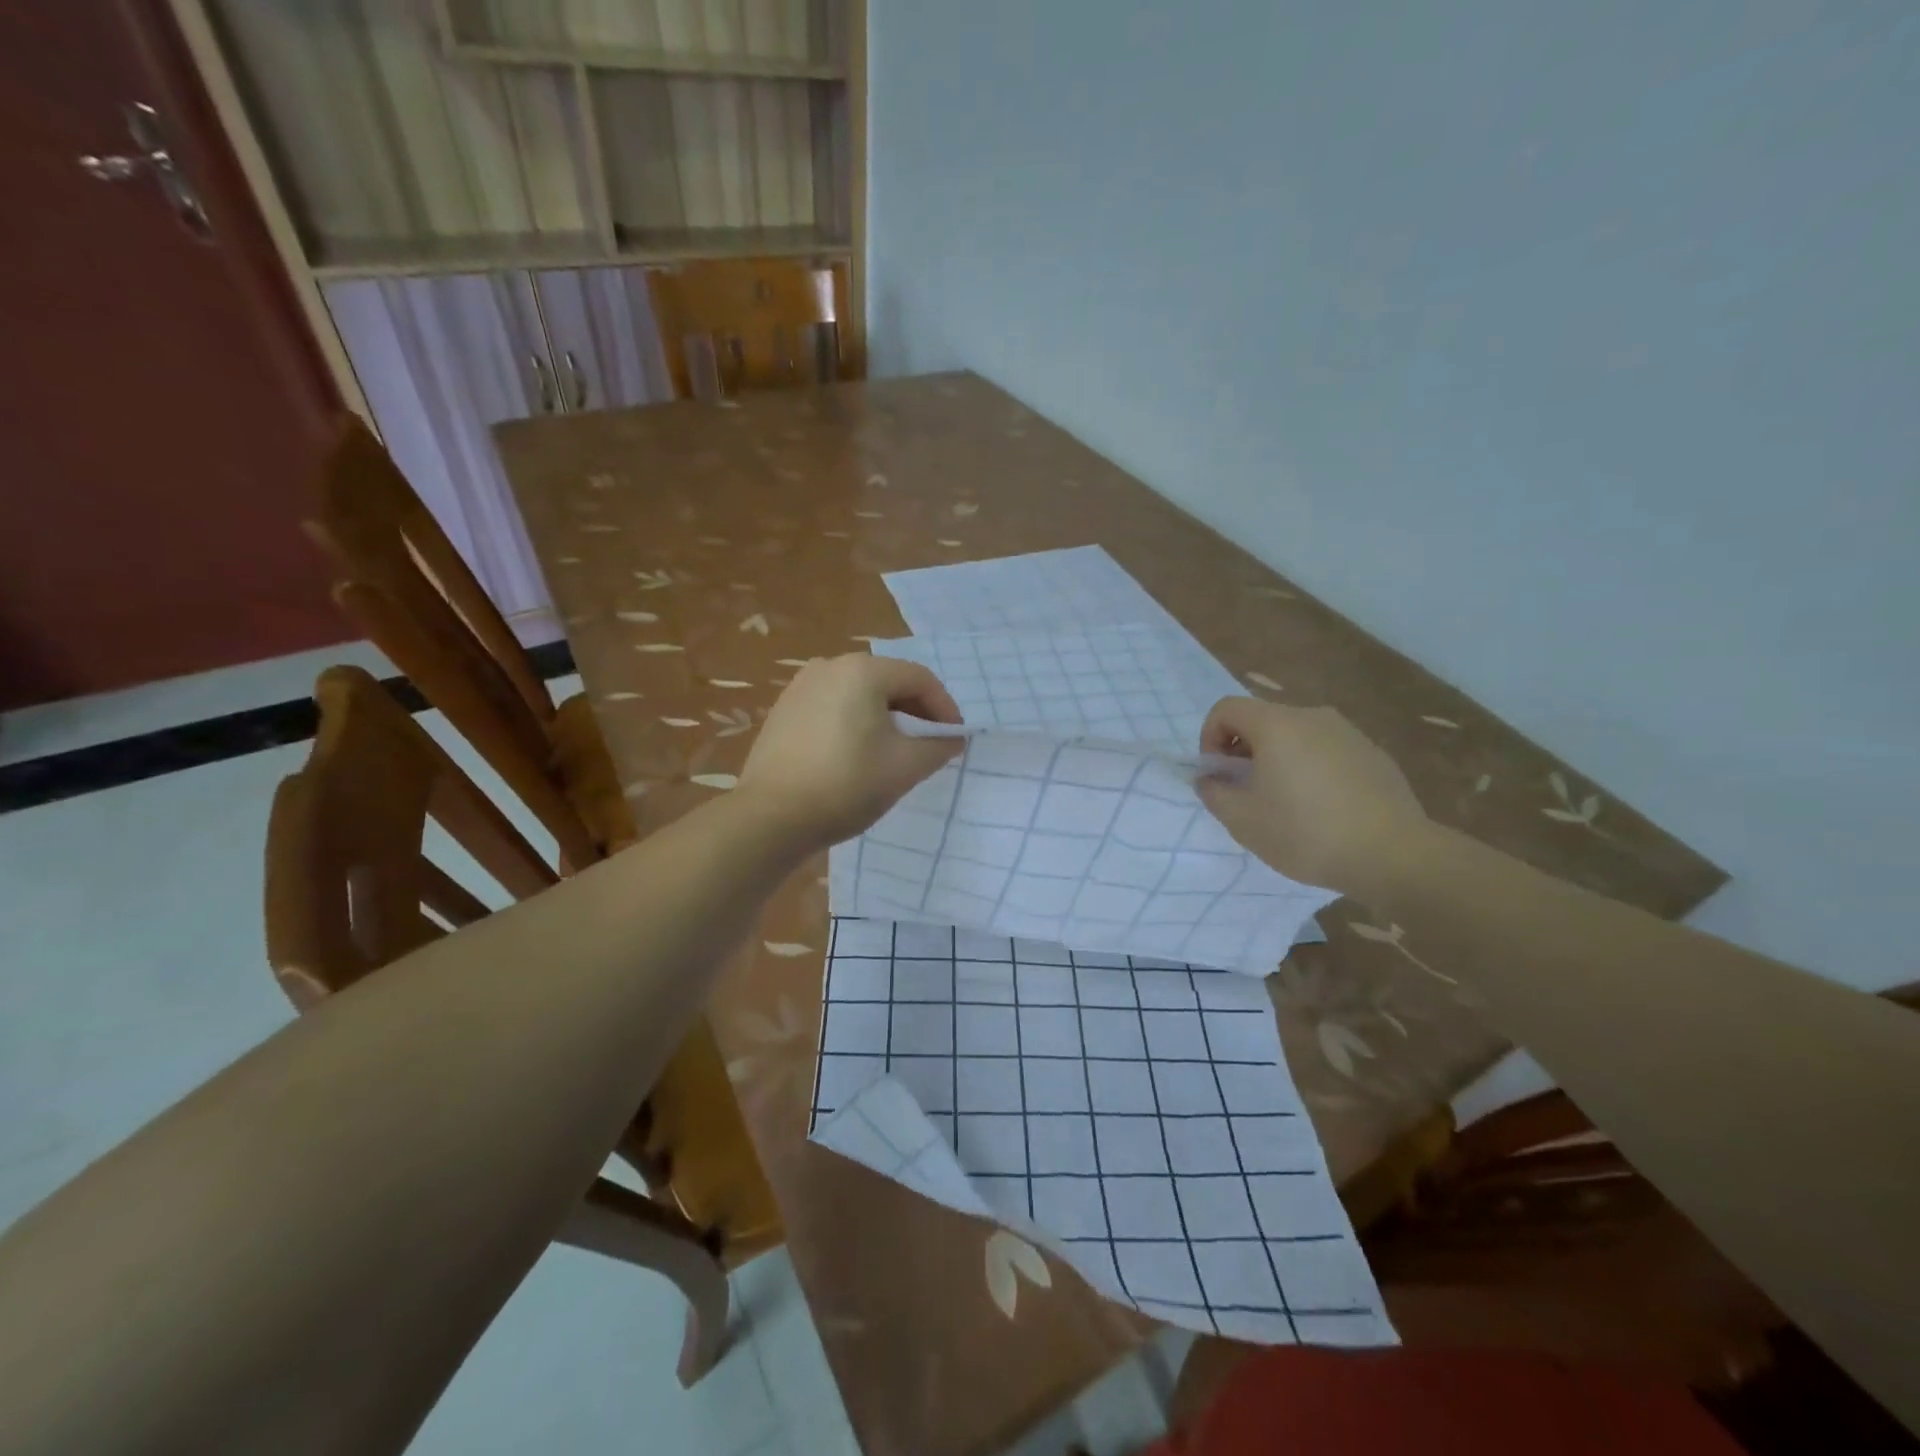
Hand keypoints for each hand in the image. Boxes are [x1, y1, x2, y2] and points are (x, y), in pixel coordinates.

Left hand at [737, 654, 964, 850]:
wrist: (771, 817)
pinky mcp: (784, 710)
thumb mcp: (905, 767)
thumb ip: (938, 746)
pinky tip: (856, 755)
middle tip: (928, 746)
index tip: (953, 739)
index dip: (945, 708)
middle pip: (888, 681)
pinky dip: (855, 723)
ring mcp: (801, 686)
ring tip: (894, 752)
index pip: (920, 678)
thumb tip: (952, 738)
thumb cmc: (846, 785)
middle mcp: (830, 666)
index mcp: (862, 670)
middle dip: (915, 712)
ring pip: (860, 694)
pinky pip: (833, 706)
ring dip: (885, 718)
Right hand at [1196, 698, 1427, 896]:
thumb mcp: (1242, 820)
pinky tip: (1323, 809)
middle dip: (1243, 751)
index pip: (1226, 708)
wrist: (1393, 855)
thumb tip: (1210, 779)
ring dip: (1278, 760)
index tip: (1218, 774)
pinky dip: (1312, 769)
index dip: (1209, 737)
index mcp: (1275, 725)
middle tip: (1247, 792)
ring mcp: (1348, 733)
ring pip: (1296, 736)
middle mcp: (1312, 716)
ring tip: (1285, 803)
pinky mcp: (1373, 753)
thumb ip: (1214, 793)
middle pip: (1262, 720)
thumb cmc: (1306, 833)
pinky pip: (1327, 751)